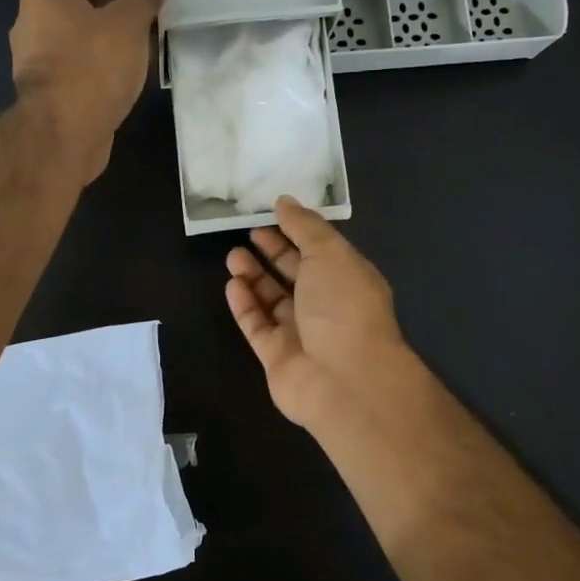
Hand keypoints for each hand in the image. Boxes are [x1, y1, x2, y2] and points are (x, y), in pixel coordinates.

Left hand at [10, 0, 171, 184]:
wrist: (61, 136)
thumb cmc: (93, 69)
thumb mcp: (127, 24)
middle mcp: (35, 19)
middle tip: (157, 2)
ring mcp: (38, 56)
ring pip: (82, 29)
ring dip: (115, 27)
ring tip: (150, 33)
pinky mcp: (49, 87)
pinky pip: (81, 58)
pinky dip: (105, 54)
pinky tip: (130, 65)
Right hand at [225, 196, 415, 434]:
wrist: (344, 379)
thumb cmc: (343, 307)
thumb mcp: (330, 253)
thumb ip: (305, 226)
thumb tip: (285, 201)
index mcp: (348, 280)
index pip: (320, 251)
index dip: (296, 232)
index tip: (271, 215)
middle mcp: (327, 307)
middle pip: (296, 276)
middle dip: (272, 253)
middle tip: (247, 234)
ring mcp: (302, 334)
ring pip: (273, 301)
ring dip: (254, 277)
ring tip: (232, 256)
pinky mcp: (277, 357)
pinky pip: (258, 326)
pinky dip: (245, 305)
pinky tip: (232, 285)